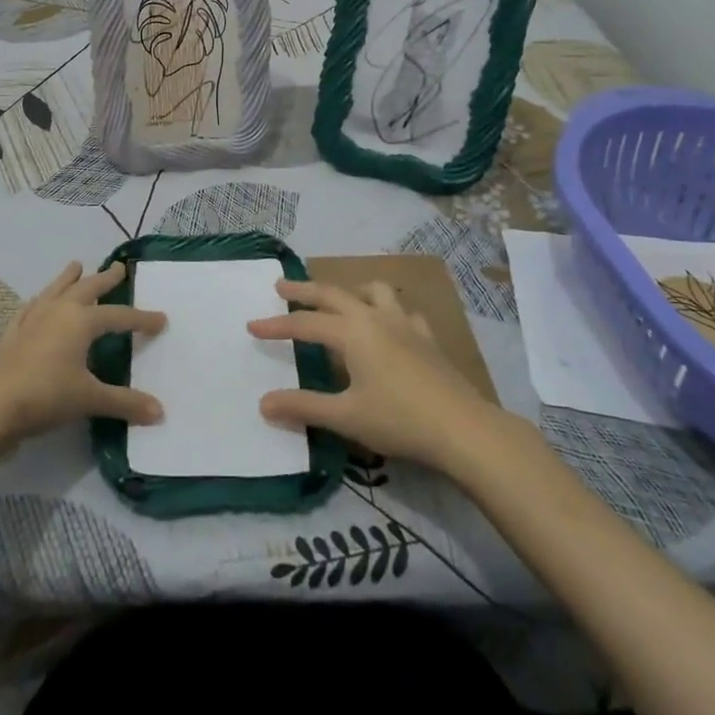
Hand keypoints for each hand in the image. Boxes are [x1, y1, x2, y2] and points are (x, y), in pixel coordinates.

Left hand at [0, 261, 166, 445]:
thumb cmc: (46, 395)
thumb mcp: (90, 399)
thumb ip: (125, 403)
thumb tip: (160, 413)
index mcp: (82, 321)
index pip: (119, 316)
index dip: (142, 319)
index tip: (161, 319)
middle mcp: (59, 311)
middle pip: (87, 288)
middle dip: (105, 279)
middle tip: (119, 268)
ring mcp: (33, 318)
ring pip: (56, 289)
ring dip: (69, 278)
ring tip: (76, 265)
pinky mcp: (14, 331)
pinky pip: (32, 306)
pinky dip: (41, 299)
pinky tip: (39, 300)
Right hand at [248, 279, 493, 469]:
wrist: (463, 429)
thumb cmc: (399, 420)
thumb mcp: (345, 417)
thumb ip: (303, 407)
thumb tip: (263, 402)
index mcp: (352, 333)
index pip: (305, 324)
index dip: (276, 325)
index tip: (251, 326)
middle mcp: (375, 318)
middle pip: (333, 294)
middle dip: (304, 290)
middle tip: (281, 286)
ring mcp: (405, 325)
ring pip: (374, 291)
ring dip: (351, 291)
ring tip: (340, 299)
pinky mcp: (427, 338)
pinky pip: (403, 312)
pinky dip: (388, 310)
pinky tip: (389, 325)